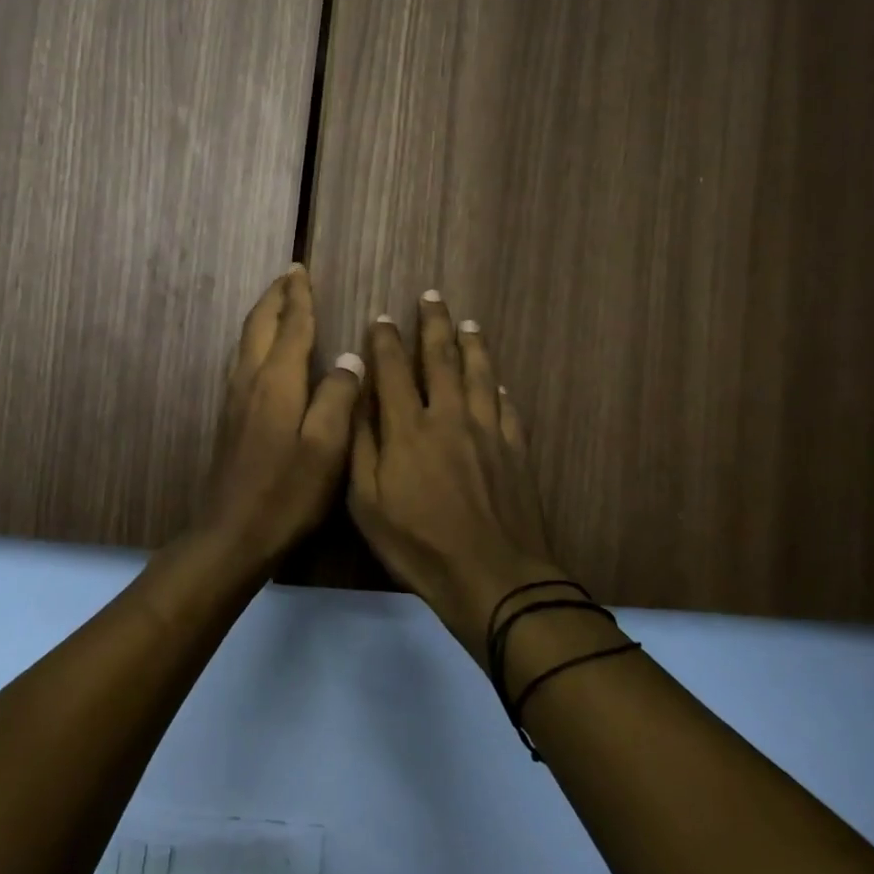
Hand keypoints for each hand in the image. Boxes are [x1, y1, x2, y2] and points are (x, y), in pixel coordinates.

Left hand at [196, 265, 364, 564]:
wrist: (233, 533)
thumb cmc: (287, 492)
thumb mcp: (327, 447)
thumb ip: (338, 397)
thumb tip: (349, 358)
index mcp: (277, 381)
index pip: (291, 326)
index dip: (299, 298)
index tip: (301, 270)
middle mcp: (250, 380)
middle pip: (259, 325)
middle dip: (276, 297)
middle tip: (289, 275)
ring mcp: (235, 399)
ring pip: (246, 341)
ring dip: (263, 316)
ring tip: (277, 303)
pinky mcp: (230, 417)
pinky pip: (242, 360)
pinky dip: (255, 340)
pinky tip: (262, 352)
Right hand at [348, 292, 567, 664]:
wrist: (493, 577)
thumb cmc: (419, 545)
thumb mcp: (367, 503)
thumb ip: (362, 446)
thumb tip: (358, 398)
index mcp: (408, 428)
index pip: (394, 370)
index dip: (387, 340)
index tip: (383, 317)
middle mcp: (448, 417)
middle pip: (441, 359)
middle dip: (434, 324)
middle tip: (432, 296)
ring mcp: (487, 431)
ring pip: (479, 375)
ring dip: (472, 345)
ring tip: (468, 322)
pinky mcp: (515, 450)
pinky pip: (506, 408)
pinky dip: (498, 390)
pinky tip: (497, 383)